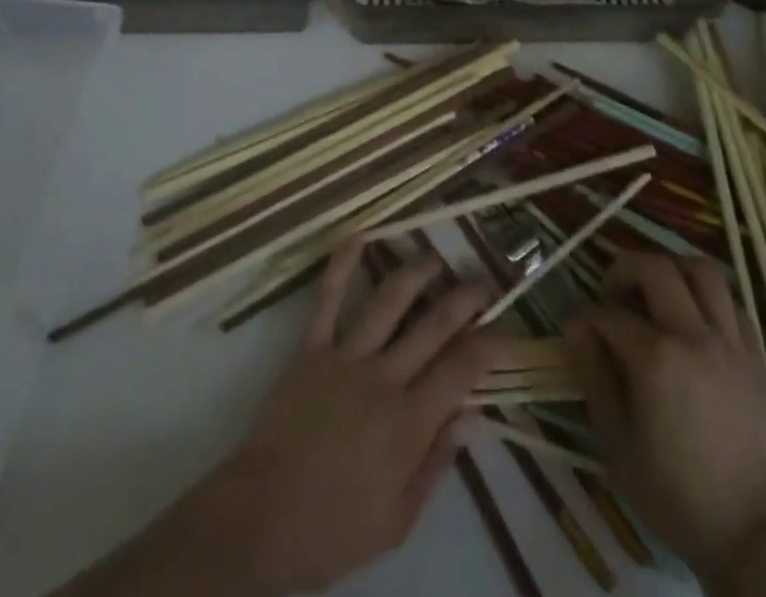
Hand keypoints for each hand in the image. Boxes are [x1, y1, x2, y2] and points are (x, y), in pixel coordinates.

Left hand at [191, 239, 497, 593]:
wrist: (259, 521)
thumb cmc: (333, 530)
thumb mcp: (397, 520)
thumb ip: (436, 463)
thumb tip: (474, 417)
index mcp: (409, 422)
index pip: (462, 368)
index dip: (490, 343)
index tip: (506, 327)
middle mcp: (384, 378)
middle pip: (434, 324)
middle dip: (465, 297)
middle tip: (484, 277)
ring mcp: (345, 356)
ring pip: (389, 300)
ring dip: (417, 272)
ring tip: (436, 257)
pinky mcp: (310, 348)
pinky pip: (328, 299)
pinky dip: (343, 265)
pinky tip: (359, 236)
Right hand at [566, 251, 765, 584]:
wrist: (753, 534)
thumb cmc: (674, 493)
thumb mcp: (616, 443)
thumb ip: (593, 375)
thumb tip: (576, 328)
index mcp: (656, 359)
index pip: (608, 314)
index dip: (586, 318)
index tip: (579, 331)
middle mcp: (694, 335)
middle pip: (655, 269)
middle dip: (624, 269)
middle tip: (613, 292)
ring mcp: (731, 342)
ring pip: (702, 271)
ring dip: (672, 269)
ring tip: (656, 289)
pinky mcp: (757, 355)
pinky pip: (732, 302)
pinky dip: (708, 296)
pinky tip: (694, 316)